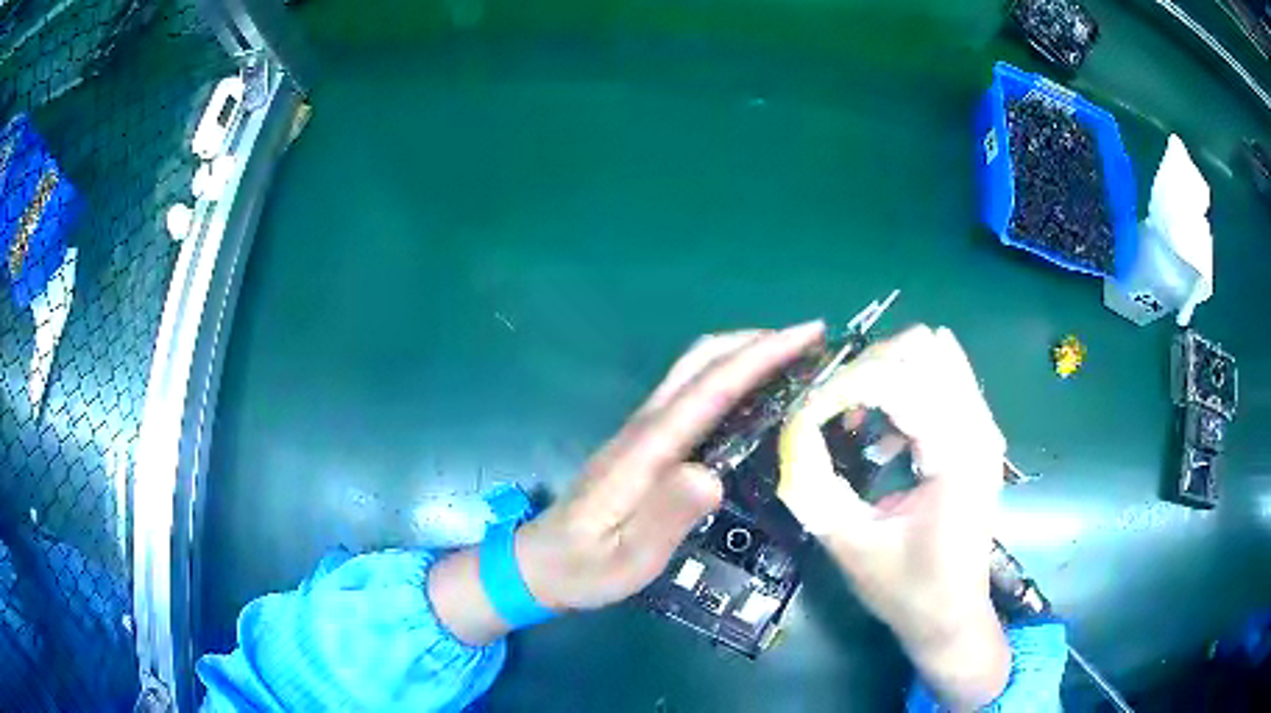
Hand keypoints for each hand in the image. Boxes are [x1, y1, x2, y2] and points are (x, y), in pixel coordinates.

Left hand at [517, 321, 825, 609]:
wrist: (540, 564)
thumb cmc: (584, 567)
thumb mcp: (627, 559)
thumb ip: (665, 518)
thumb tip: (711, 474)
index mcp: (647, 449)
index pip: (710, 388)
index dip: (760, 356)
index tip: (807, 335)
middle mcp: (646, 427)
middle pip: (701, 361)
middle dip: (757, 341)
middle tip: (810, 342)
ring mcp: (643, 432)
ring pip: (695, 371)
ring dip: (744, 354)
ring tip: (794, 361)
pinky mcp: (646, 443)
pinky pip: (693, 394)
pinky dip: (729, 378)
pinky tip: (754, 398)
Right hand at [777, 325, 1008, 709]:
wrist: (953, 616)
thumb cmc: (906, 589)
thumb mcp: (850, 543)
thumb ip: (814, 485)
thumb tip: (789, 431)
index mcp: (955, 454)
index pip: (894, 380)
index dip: (841, 389)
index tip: (807, 417)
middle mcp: (978, 426)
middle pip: (921, 346)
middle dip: (865, 369)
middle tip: (834, 411)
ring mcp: (983, 426)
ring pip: (935, 353)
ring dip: (886, 374)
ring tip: (857, 419)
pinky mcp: (979, 434)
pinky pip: (943, 376)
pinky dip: (906, 387)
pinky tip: (886, 435)